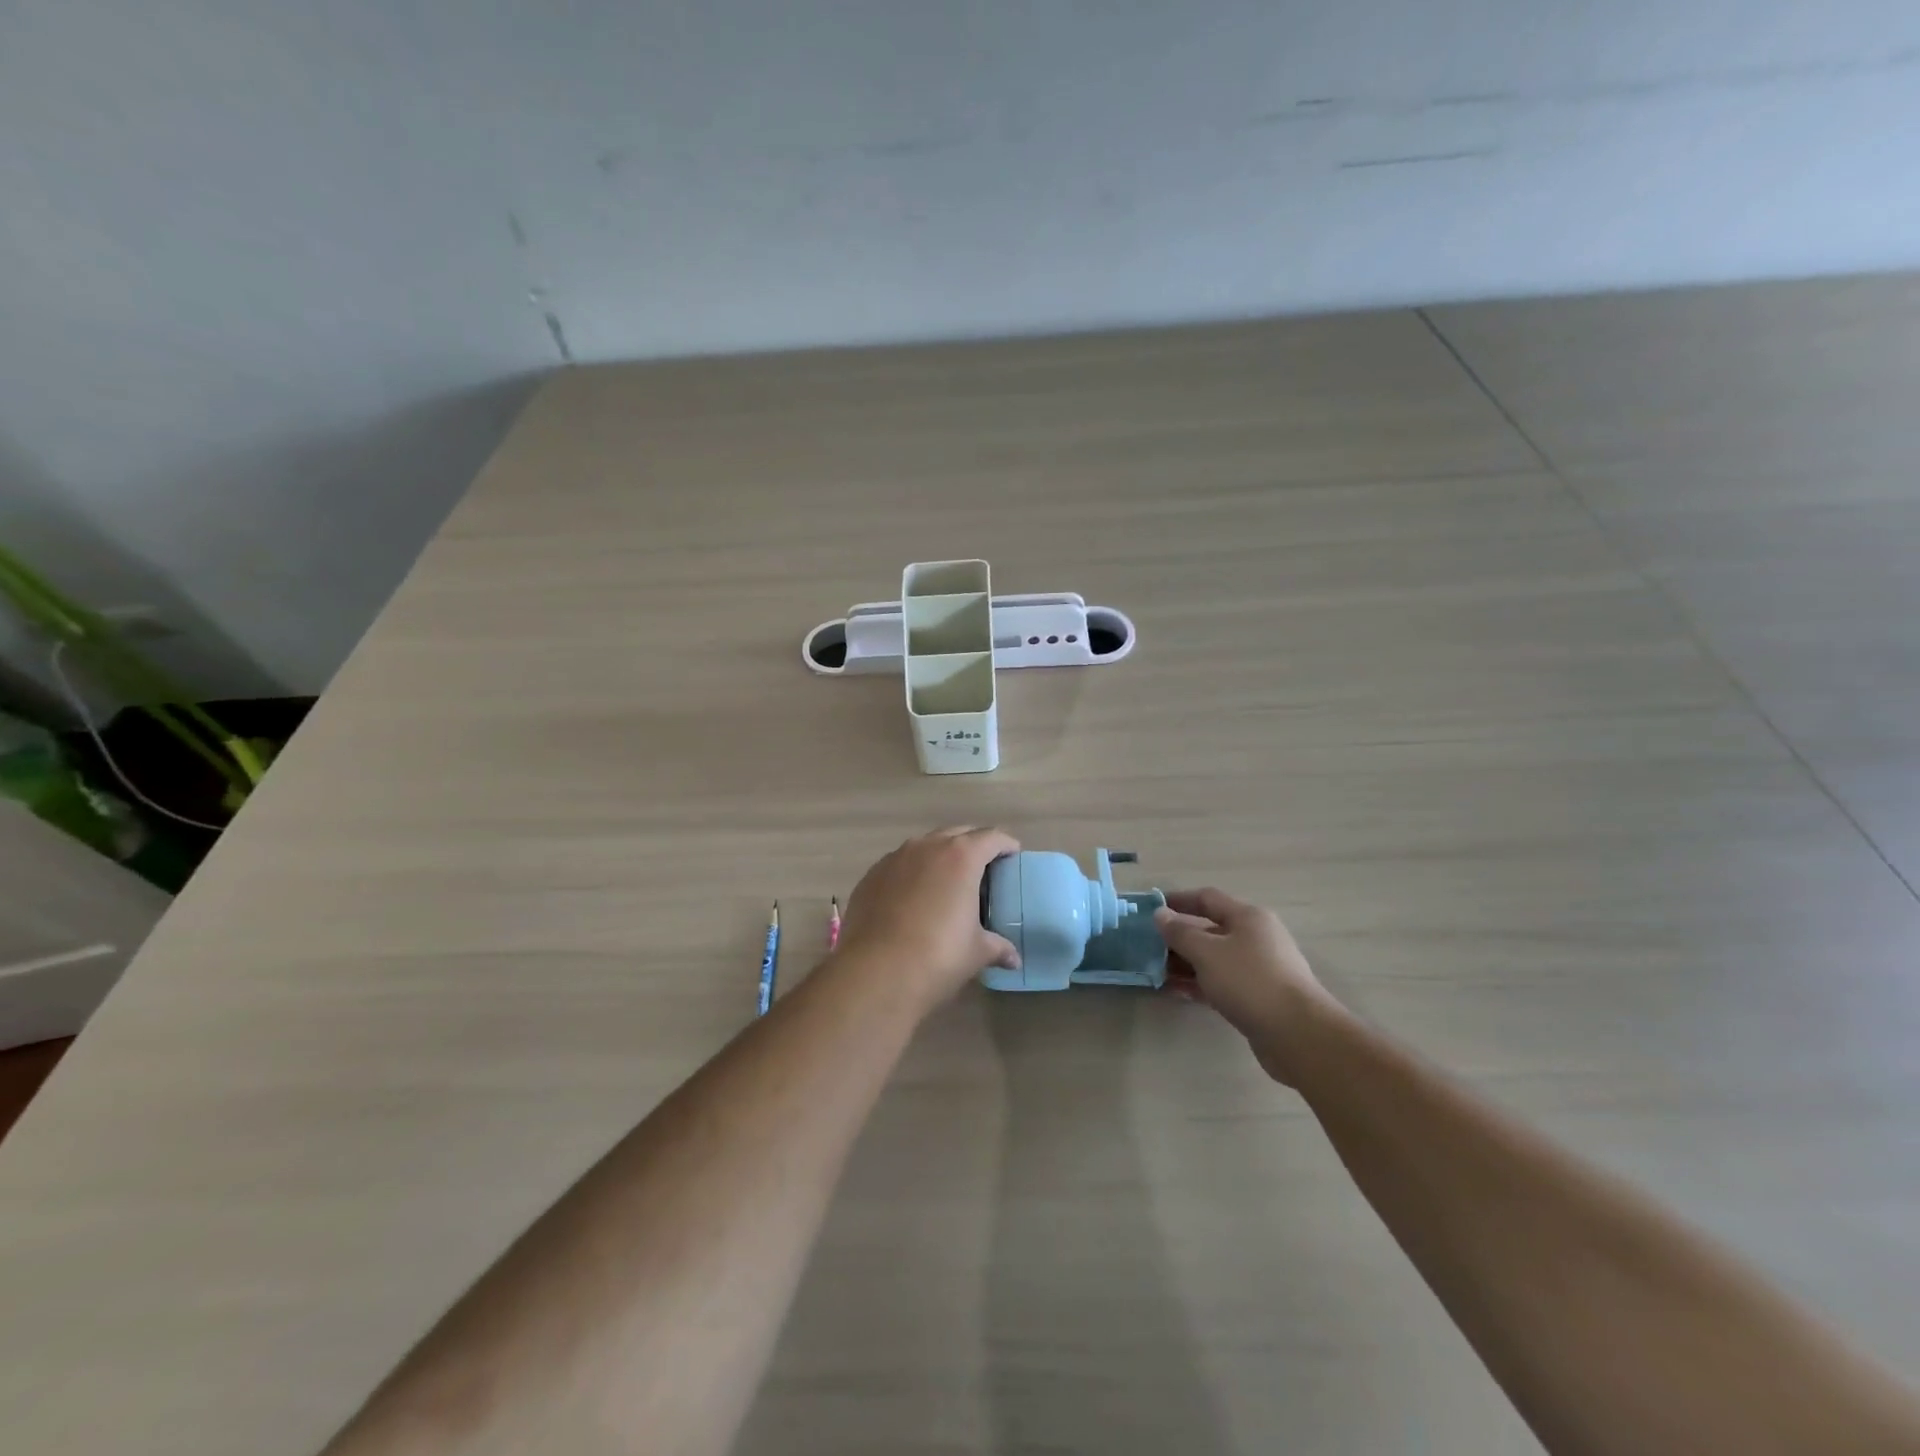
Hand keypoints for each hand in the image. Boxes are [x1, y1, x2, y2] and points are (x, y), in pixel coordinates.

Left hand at [833, 827, 1021, 1015]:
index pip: (991, 838)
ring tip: (947, 882)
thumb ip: (998, 947)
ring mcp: (894, 858)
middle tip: (983, 869)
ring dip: (940, 857)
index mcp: (961, 857)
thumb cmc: (938, 956)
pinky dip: (912, 873)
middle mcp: (927, 847)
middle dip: (973, 846)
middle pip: (957, 834)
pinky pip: (899, 865)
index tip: (1012, 855)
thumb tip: (1013, 958)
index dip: (1005, 845)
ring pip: (925, 846)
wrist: (875, 973)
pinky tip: (913, 898)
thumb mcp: (976, 952)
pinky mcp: (871, 876)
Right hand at [1155, 888, 1338, 1084]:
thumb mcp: (1207, 952)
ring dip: (1186, 964)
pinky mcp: (1259, 997)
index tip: (1151, 909)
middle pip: (1211, 930)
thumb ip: (1180, 932)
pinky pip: (1222, 983)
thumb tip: (1160, 914)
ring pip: (1215, 959)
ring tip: (1156, 973)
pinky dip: (1200, 984)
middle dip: (1179, 938)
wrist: (1298, 1034)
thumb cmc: (1249, 981)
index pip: (1207, 899)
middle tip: (1149, 947)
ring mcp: (1260, 968)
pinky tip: (1177, 993)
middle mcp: (1256, 938)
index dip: (1178, 900)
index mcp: (1248, 917)